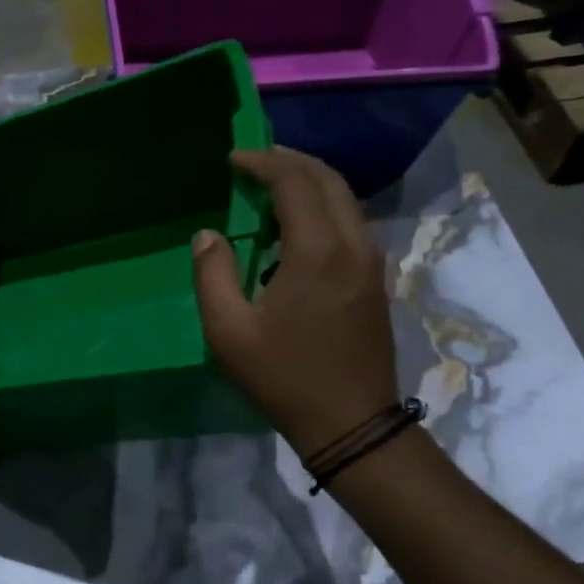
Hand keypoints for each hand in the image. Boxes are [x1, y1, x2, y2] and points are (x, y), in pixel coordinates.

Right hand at [193, 147, 399, 456]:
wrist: (352, 424)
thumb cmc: (285, 378)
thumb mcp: (229, 332)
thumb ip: (212, 275)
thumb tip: (208, 235)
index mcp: (317, 250)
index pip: (294, 181)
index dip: (262, 163)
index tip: (233, 160)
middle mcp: (352, 244)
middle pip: (328, 179)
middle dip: (290, 162)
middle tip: (254, 163)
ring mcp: (371, 261)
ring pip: (345, 199)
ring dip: (309, 183)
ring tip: (271, 189)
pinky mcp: (376, 279)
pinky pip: (351, 223)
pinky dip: (323, 208)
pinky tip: (295, 229)